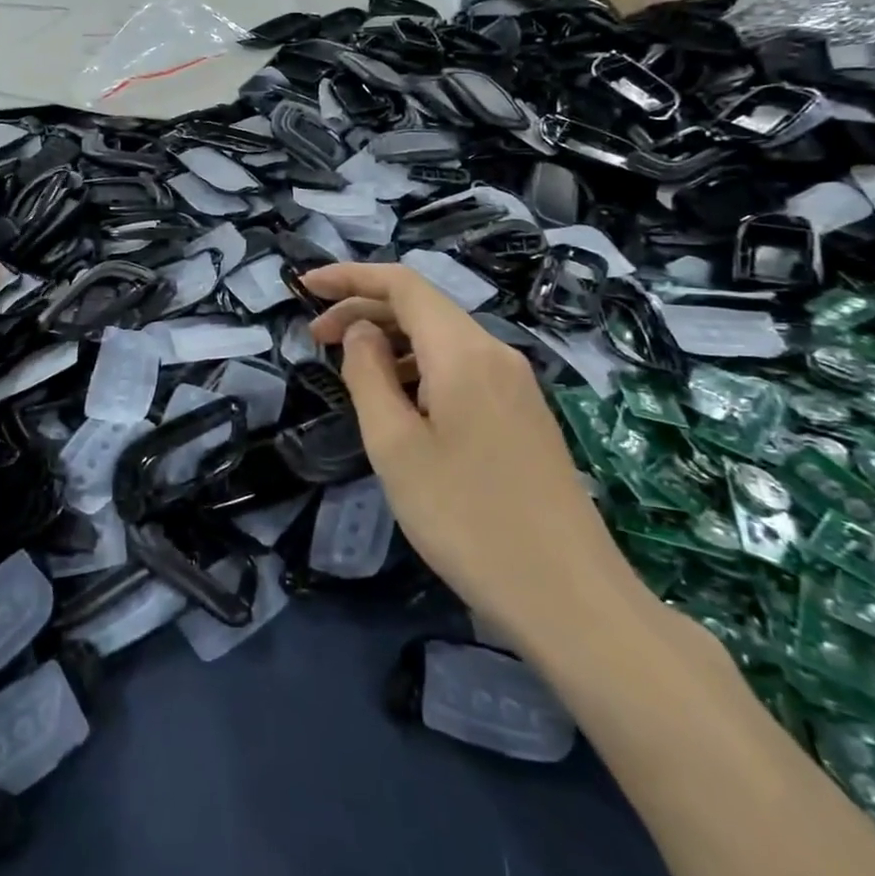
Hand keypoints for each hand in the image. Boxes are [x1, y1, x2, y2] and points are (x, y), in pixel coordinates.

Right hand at [303, 263, 634, 632]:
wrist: (570, 598)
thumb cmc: (466, 519)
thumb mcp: (395, 446)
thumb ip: (368, 375)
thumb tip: (361, 331)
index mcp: (463, 352)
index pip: (402, 284)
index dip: (349, 277)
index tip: (303, 287)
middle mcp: (495, 353)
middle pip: (422, 306)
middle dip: (364, 310)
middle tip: (315, 338)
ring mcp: (516, 384)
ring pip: (442, 338)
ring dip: (390, 340)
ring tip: (350, 370)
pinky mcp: (523, 414)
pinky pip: (462, 367)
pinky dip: (419, 366)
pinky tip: (400, 401)